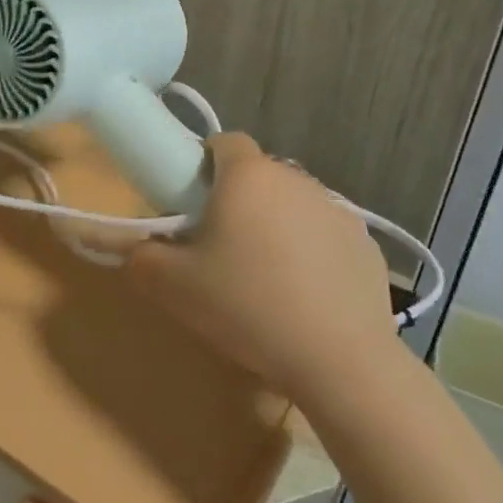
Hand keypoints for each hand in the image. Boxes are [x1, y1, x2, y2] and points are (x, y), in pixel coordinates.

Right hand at [126, 133, 395, 405]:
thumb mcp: (171, 285)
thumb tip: (136, 247)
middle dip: (238, 199)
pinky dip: (311, 253)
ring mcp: (338, 211)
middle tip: (220, 245)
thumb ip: (139, 256)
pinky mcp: (367, 244)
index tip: (193, 202)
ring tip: (264, 275)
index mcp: (247, 176)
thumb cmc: (245, 306)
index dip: (204, 164)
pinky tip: (305, 296)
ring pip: (292, 204)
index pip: (224, 142)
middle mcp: (296, 180)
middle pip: (258, 175)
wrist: (338, 360)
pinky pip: (325, 235)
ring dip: (275, 224)